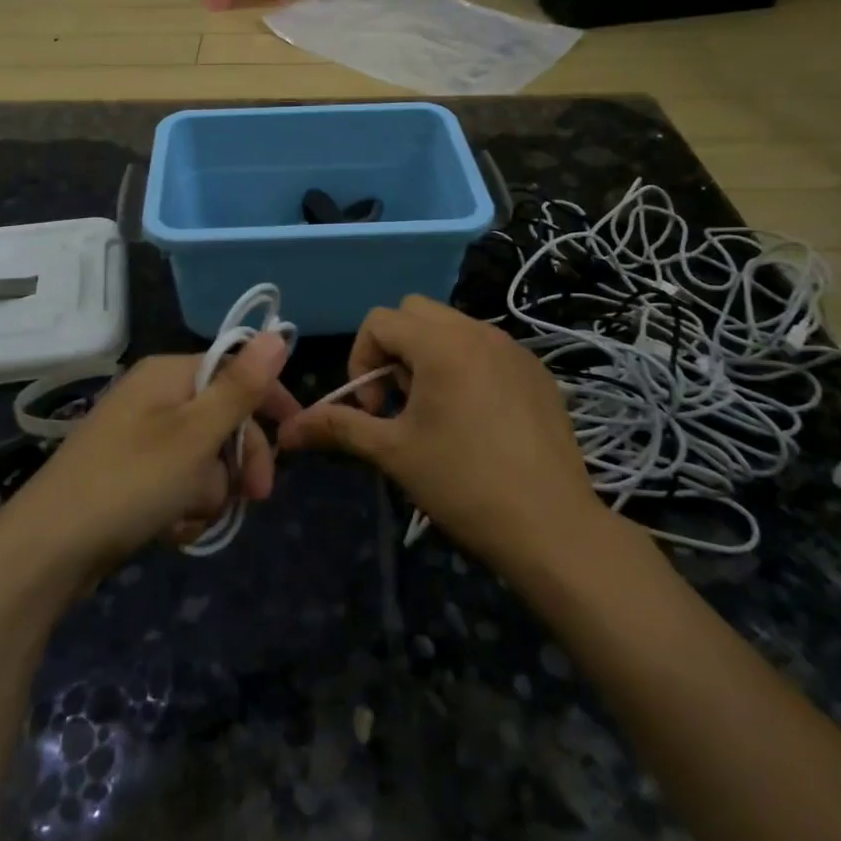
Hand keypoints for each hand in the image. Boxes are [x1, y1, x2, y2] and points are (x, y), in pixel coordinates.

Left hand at [0, 334, 301, 585]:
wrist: (46, 550)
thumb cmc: (130, 482)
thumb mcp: (195, 434)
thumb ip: (240, 387)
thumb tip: (278, 333)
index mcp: (169, 374)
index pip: (237, 371)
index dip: (269, 403)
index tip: (295, 438)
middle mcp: (154, 396)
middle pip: (223, 419)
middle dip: (239, 461)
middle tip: (254, 497)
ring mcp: (140, 436)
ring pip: (204, 458)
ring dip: (209, 491)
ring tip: (188, 517)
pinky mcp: (130, 474)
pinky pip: (177, 483)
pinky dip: (183, 506)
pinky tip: (171, 530)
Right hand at [281, 296, 613, 579]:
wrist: (552, 528)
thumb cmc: (464, 485)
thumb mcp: (393, 452)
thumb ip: (339, 427)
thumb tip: (287, 429)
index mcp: (441, 344)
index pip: (379, 320)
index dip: (361, 360)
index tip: (374, 409)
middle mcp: (479, 331)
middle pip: (415, 312)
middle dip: (394, 349)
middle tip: (401, 402)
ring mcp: (514, 348)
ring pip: (452, 327)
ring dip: (429, 356)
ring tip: (436, 412)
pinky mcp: (537, 371)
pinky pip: (486, 348)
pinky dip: (465, 366)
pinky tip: (476, 419)